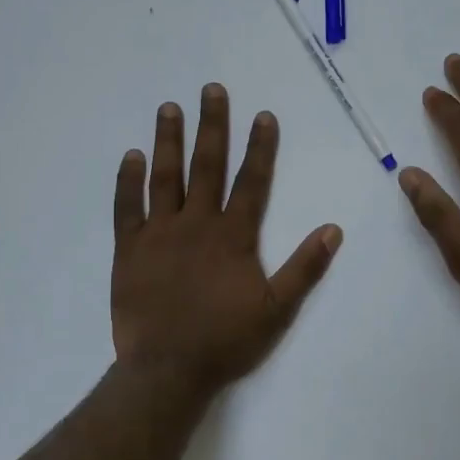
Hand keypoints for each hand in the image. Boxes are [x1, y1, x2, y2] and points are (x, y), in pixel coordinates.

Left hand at [112, 84, 341, 396]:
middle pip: (207, 166)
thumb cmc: (226, 340)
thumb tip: (333, 229)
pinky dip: (128, 181)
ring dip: (168, 140)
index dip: (260, 147)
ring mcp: (159, 234)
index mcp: (233, 236)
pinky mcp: (129, 249)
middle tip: (211, 90)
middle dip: (212, 126)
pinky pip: (127, 207)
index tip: (262, 115)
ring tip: (169, 108)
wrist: (168, 370)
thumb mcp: (278, 309)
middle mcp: (196, 224)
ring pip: (164, 177)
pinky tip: (130, 156)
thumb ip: (304, 267)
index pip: (252, 182)